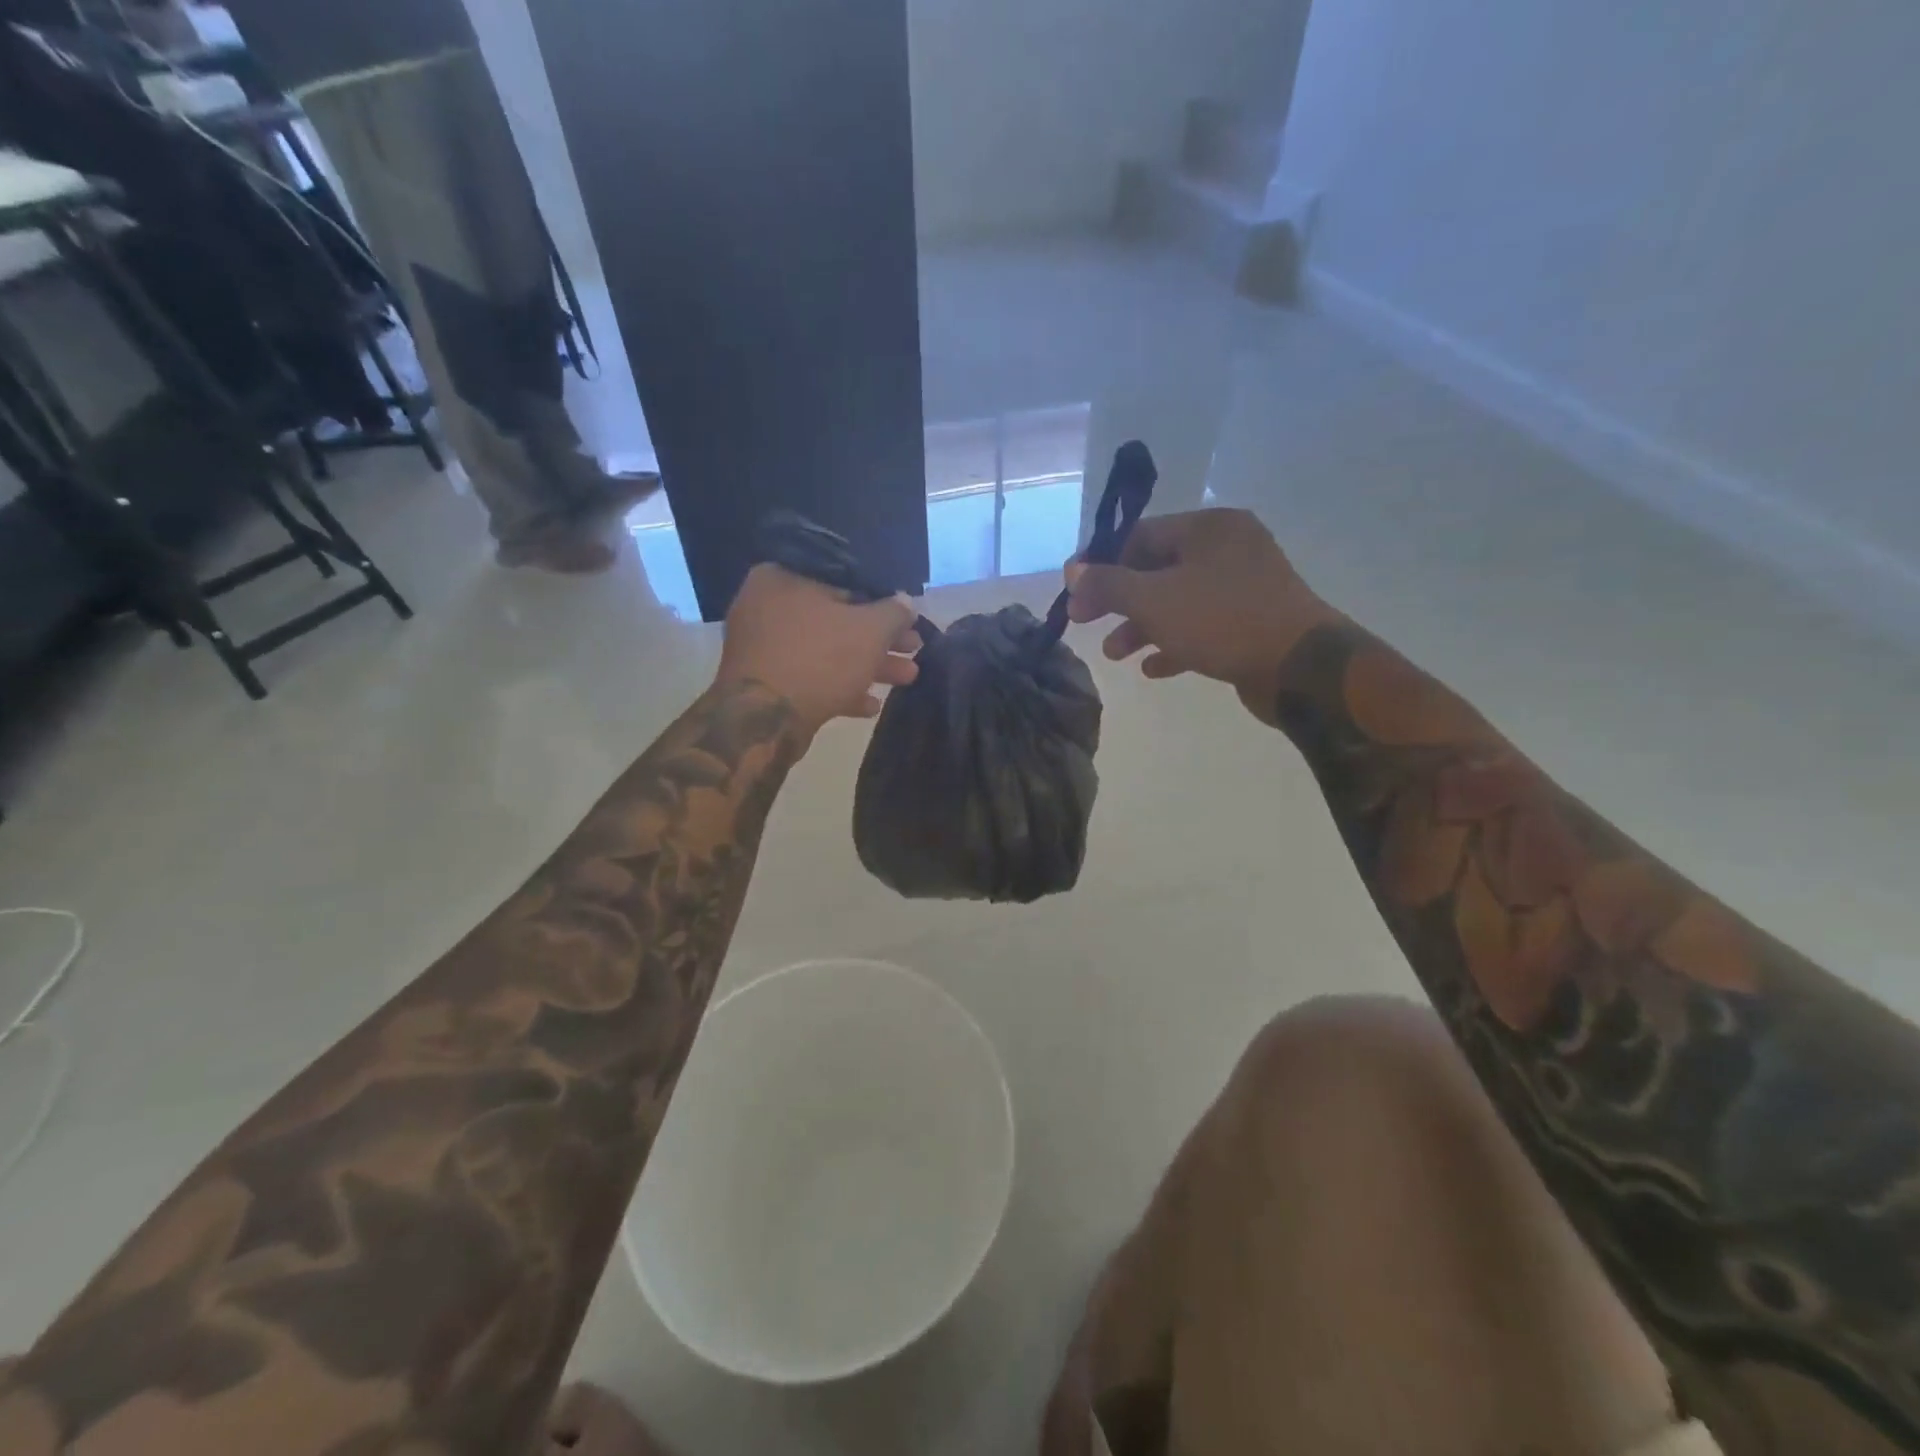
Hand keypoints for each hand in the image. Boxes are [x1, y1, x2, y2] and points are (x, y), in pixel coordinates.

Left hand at [716, 564, 920, 740]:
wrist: (766, 719)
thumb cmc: (819, 658)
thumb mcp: (870, 630)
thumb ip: (893, 613)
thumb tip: (907, 603)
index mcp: (782, 578)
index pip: (842, 582)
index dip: (882, 602)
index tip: (907, 619)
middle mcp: (766, 608)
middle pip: (836, 620)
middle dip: (879, 640)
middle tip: (913, 649)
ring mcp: (763, 649)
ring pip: (826, 652)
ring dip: (867, 666)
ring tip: (907, 678)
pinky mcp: (765, 685)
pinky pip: (810, 678)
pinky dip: (840, 688)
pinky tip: (870, 705)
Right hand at [1065, 509, 1336, 720]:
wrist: (1301, 668)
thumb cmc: (1222, 621)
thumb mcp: (1153, 600)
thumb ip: (1108, 583)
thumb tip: (1072, 571)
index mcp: (1209, 528)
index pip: (1139, 535)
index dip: (1100, 563)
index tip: (1074, 593)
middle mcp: (1228, 549)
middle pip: (1156, 569)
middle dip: (1118, 600)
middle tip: (1085, 624)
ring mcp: (1244, 587)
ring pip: (1177, 601)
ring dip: (1141, 627)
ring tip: (1115, 655)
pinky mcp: (1252, 622)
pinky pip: (1201, 627)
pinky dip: (1174, 643)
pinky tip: (1153, 669)